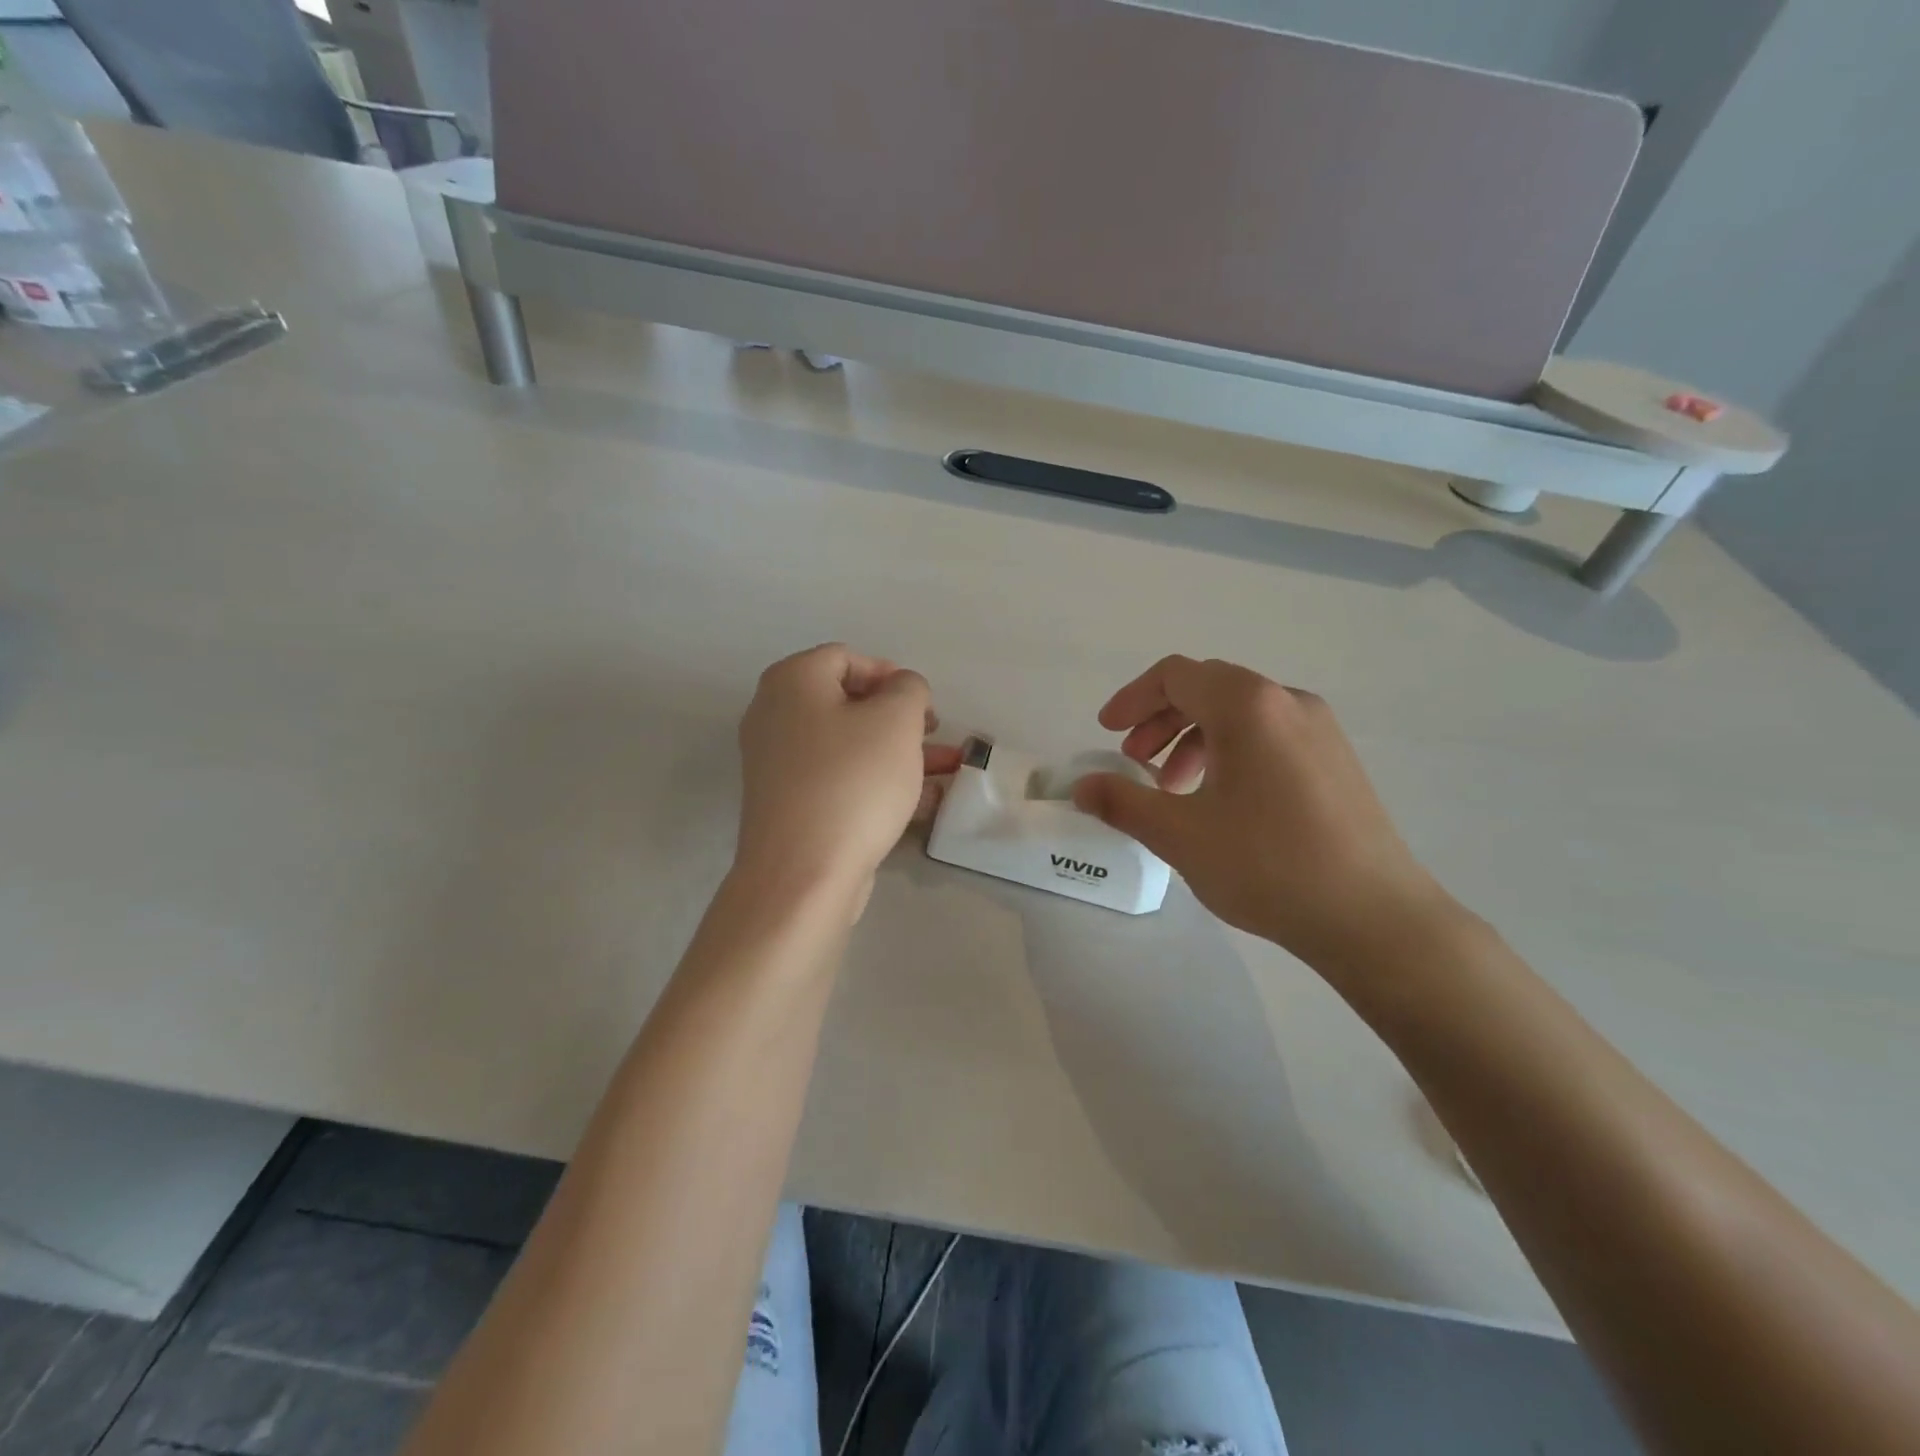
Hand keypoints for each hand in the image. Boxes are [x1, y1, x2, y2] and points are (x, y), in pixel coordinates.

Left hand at [735, 644, 960, 916]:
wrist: (803, 873)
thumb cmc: (852, 781)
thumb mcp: (896, 720)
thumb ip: (909, 689)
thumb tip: (901, 689)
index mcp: (792, 681)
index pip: (846, 657)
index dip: (891, 675)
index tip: (923, 706)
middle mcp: (774, 716)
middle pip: (848, 703)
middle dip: (900, 719)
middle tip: (934, 736)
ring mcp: (778, 764)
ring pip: (849, 745)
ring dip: (898, 753)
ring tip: (946, 770)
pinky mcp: (789, 805)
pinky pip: (839, 779)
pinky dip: (877, 782)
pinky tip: (922, 801)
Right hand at [1072, 655, 1457, 965]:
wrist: (1374, 917)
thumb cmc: (1268, 865)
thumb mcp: (1180, 834)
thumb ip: (1122, 802)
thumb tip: (1081, 788)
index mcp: (1248, 705)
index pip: (1175, 676)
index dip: (1131, 699)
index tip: (1106, 733)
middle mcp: (1287, 701)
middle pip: (1207, 689)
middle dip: (1160, 720)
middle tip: (1135, 763)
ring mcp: (1320, 730)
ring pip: (1240, 714)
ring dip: (1194, 739)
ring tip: (1175, 790)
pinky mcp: (1337, 760)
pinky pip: (1269, 736)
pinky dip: (1230, 752)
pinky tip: (1223, 803)